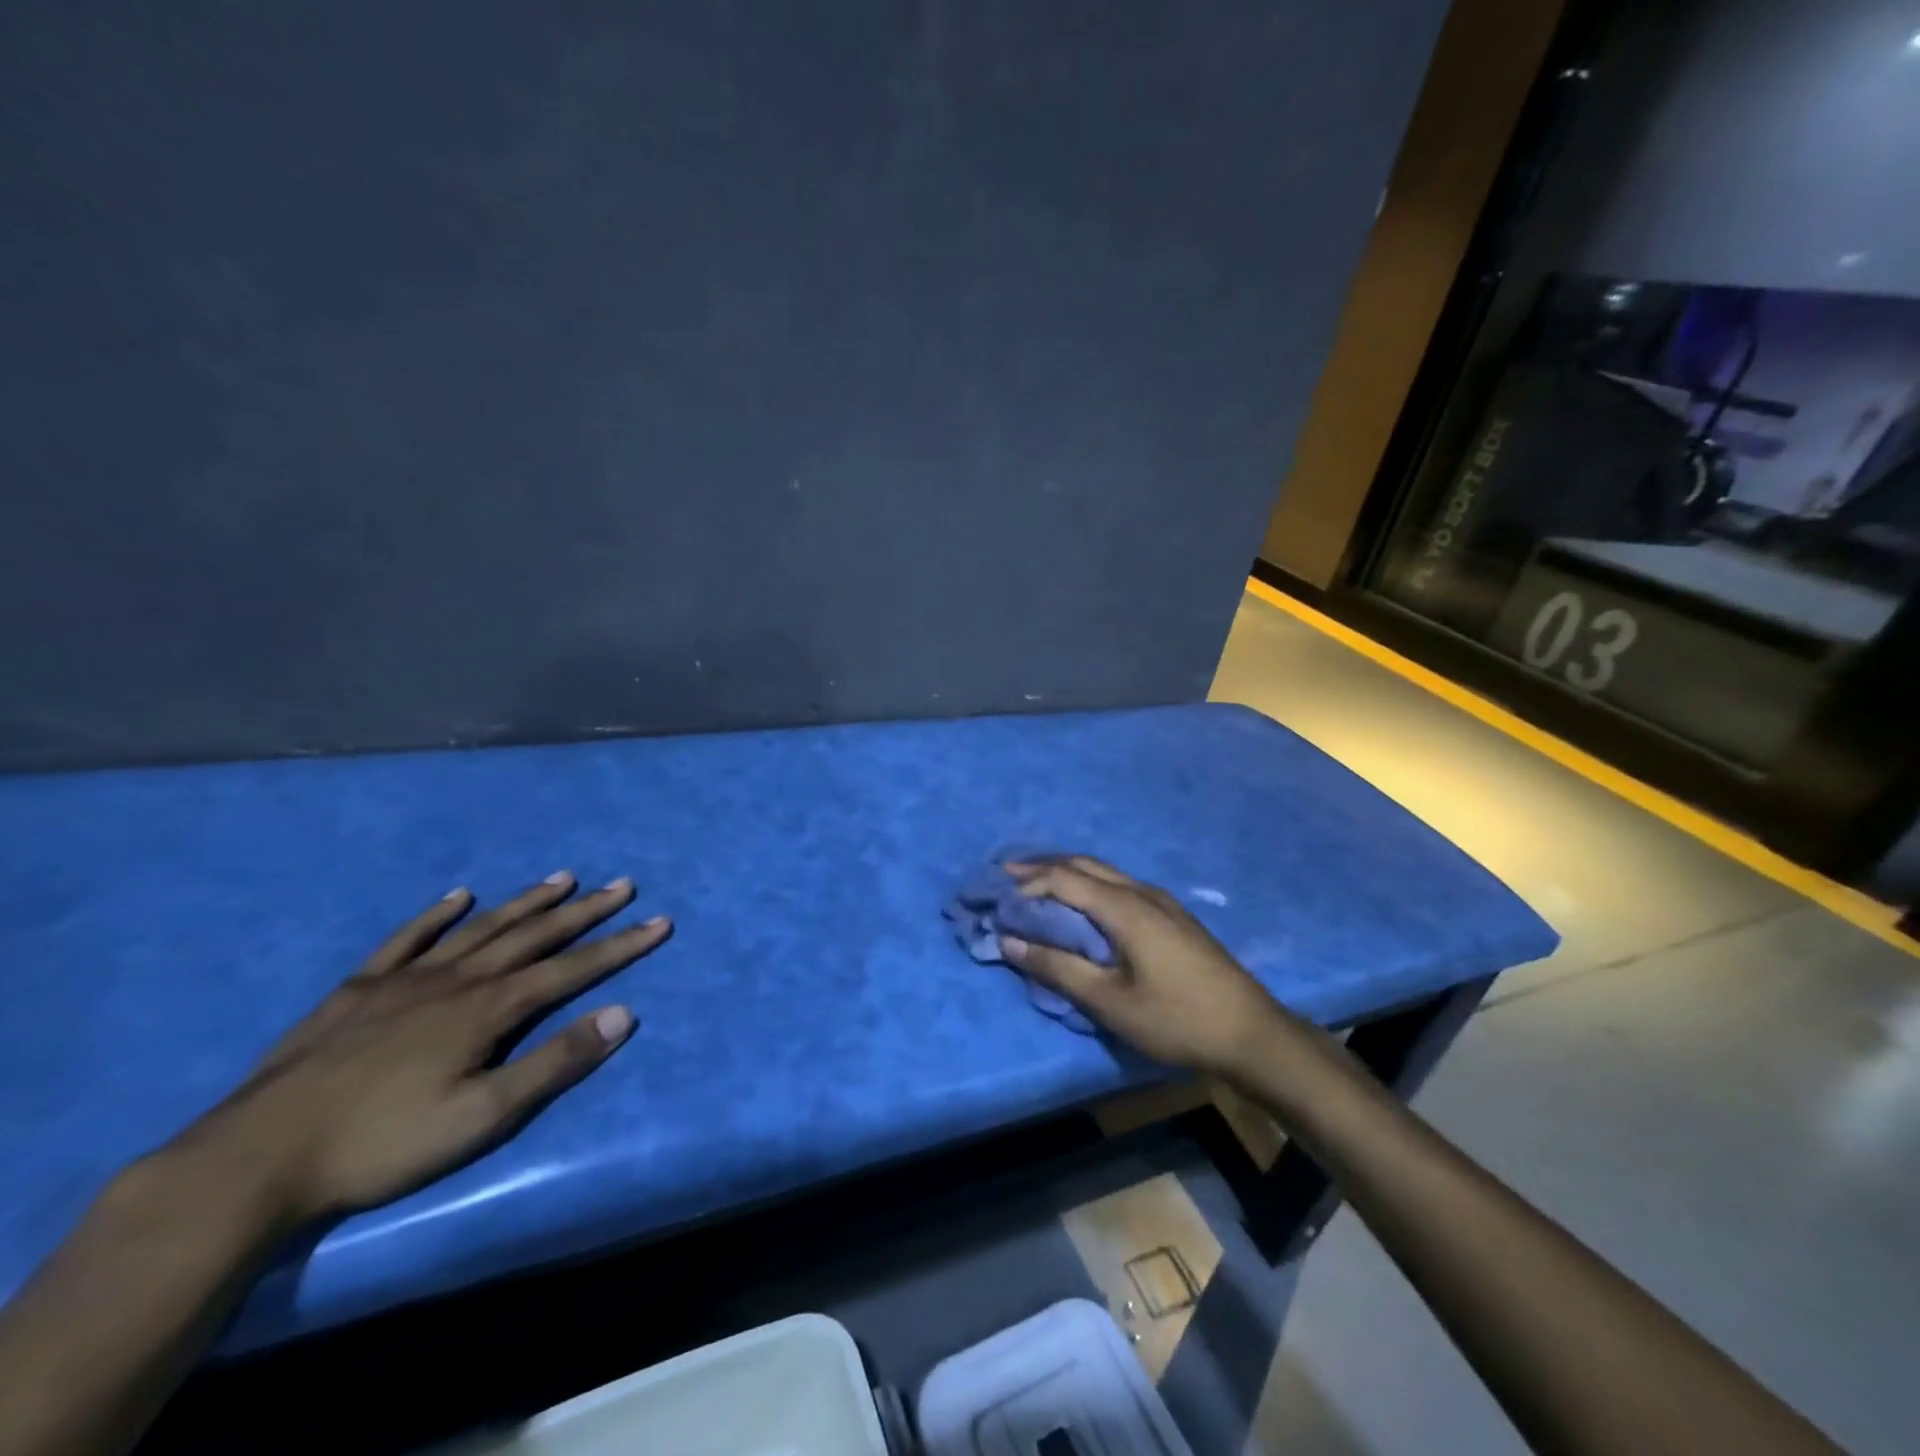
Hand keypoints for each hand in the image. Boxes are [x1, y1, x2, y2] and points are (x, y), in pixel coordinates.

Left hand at [160, 873, 670, 1228]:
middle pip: (533, 936)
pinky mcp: (358, 991)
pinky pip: (406, 941)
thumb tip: (622, 1014)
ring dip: (526, 902)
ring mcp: (405, 980)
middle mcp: (456, 980)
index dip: (620, 945)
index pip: (572, 969)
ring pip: (481, 929)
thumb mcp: (481, 1117)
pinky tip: (458, 897)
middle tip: (623, 885)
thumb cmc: (380, 1145)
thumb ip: (554, 1063)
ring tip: (563, 877)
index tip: (659, 922)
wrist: (252, 1161)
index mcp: (489, 1009)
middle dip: (585, 911)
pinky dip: (436, 916)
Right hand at [999, 856, 1287, 1074]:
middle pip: (1084, 865)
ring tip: (1036, 885)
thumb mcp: (1109, 1001)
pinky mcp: (1172, 916)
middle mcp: (1142, 892)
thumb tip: (1009, 940)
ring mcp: (1161, 902)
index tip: (993, 892)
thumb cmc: (1176, 1019)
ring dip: (1066, 873)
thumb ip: (1057, 968)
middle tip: (1006, 875)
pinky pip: (1119, 885)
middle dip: (1042, 866)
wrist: (1251, 1033)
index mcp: (1125, 908)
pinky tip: (1082, 903)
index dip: (1025, 882)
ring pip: (1104, 872)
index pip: (1063, 879)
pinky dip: (1088, 885)